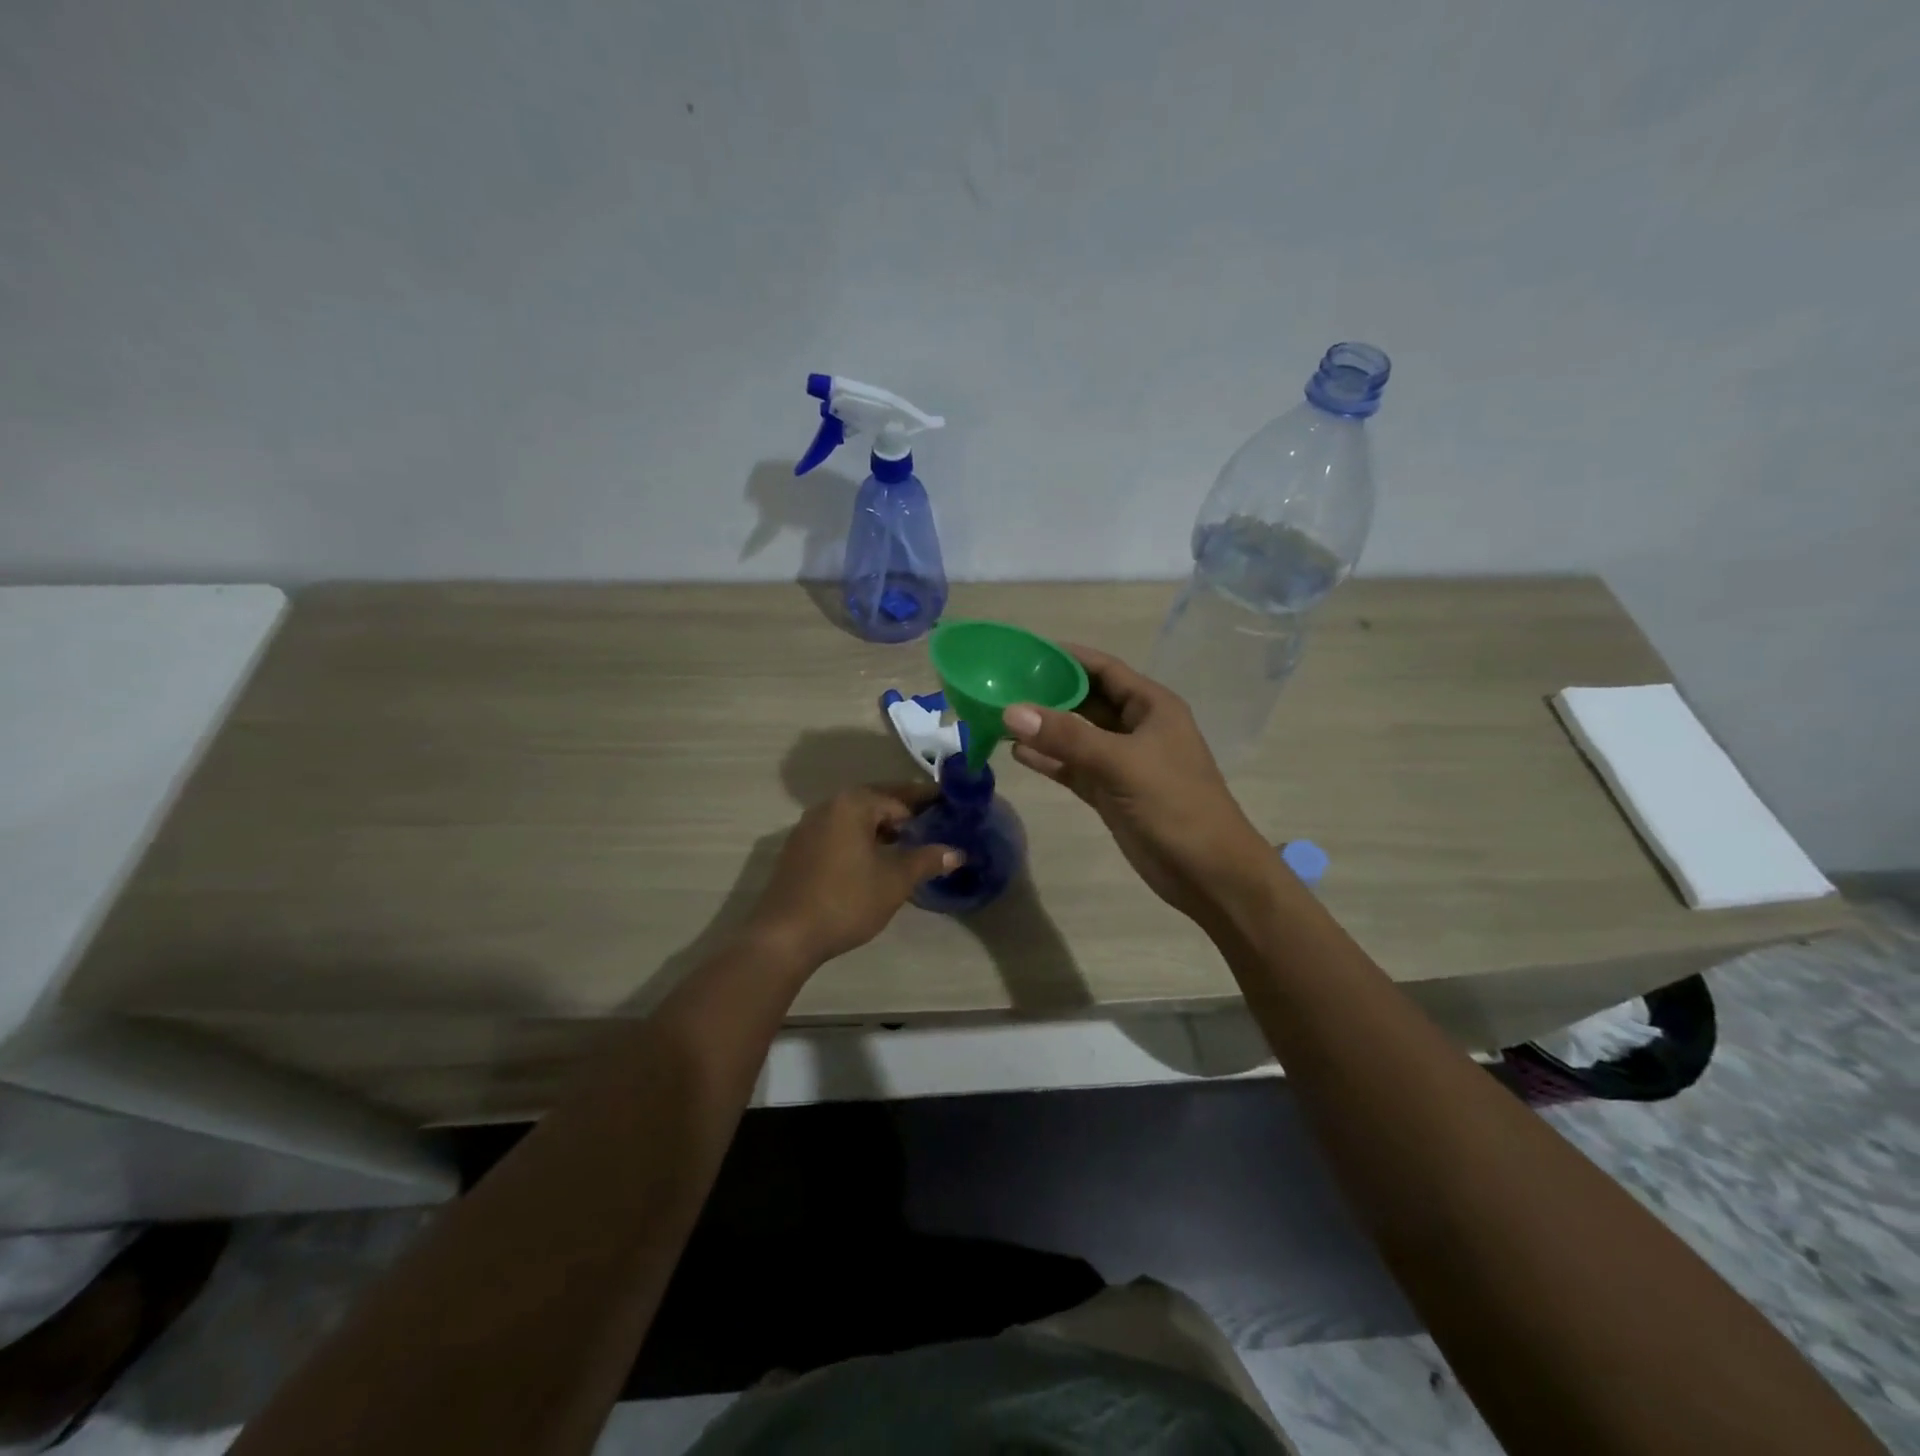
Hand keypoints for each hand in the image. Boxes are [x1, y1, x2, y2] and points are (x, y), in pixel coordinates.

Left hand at [745, 784, 963, 966]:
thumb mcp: (895, 881)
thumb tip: (957, 852)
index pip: (900, 797)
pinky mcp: (799, 849)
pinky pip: (839, 833)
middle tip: (936, 822)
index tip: (951, 807)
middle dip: (906, 812)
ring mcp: (809, 827)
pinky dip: (861, 839)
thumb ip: (927, 860)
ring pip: (856, 818)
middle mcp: (829, 806)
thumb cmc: (846, 900)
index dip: (928, 803)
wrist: (784, 935)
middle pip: (876, 802)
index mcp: (853, 804)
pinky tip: (876, 859)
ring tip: (911, 843)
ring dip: (883, 827)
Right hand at [1003, 646, 1276, 926]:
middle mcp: (1135, 728)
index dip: (1068, 657)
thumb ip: (1066, 737)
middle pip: (1085, 701)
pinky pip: (1073, 768)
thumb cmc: (1175, 805)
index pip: (1104, 669)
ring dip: (1043, 728)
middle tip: (1001, 685)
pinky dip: (1048, 761)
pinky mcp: (1110, 792)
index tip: (1025, 651)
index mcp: (1151, 707)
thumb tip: (1011, 711)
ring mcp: (1122, 762)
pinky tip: (1016, 753)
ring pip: (1076, 736)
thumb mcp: (1121, 763)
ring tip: (998, 716)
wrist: (1207, 873)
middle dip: (1048, 693)